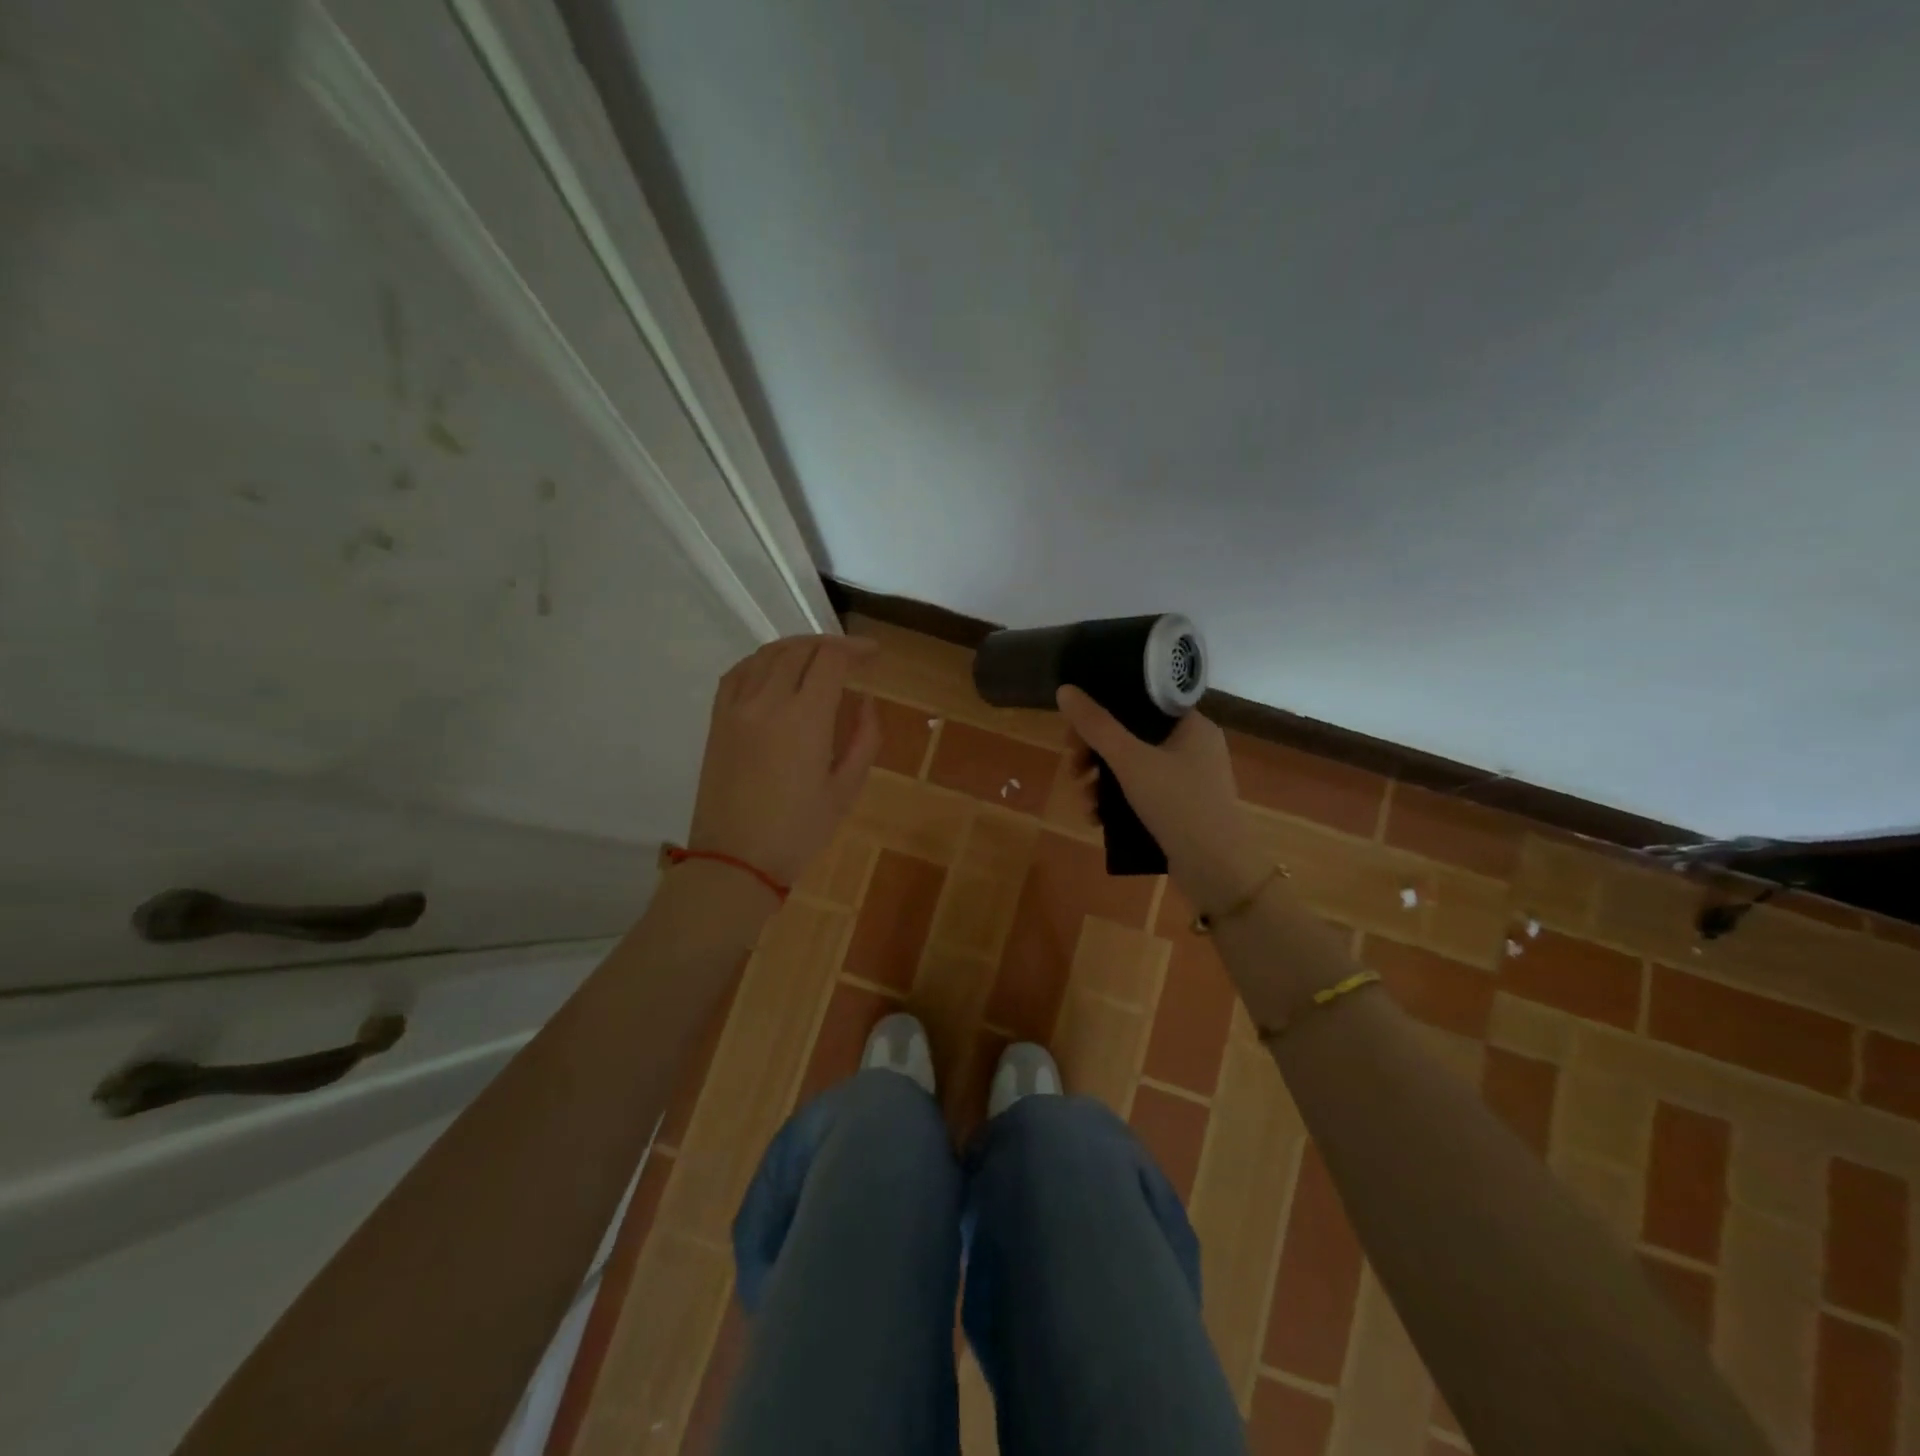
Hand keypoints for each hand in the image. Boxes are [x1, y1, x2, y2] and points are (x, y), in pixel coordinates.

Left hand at [687, 635, 880, 885]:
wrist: (735, 861)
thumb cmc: (799, 831)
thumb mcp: (846, 789)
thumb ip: (863, 737)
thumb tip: (864, 700)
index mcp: (804, 719)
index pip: (831, 660)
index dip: (856, 649)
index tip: (874, 655)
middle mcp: (767, 702)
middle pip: (800, 650)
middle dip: (830, 645)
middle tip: (851, 657)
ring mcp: (736, 708)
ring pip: (767, 655)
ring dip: (798, 647)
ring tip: (818, 658)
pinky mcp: (717, 720)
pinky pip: (738, 672)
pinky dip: (762, 661)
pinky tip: (776, 669)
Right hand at [1055, 686, 1265, 906]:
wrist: (1218, 871)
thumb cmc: (1178, 804)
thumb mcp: (1130, 761)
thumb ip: (1096, 725)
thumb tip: (1065, 690)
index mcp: (1191, 725)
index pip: (1141, 702)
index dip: (1104, 710)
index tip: (1075, 729)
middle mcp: (1193, 747)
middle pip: (1132, 735)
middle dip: (1095, 753)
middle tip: (1073, 769)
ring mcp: (1189, 780)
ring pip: (1133, 767)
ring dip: (1101, 782)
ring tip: (1084, 802)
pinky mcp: (1182, 809)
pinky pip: (1143, 793)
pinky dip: (1118, 802)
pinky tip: (1097, 819)